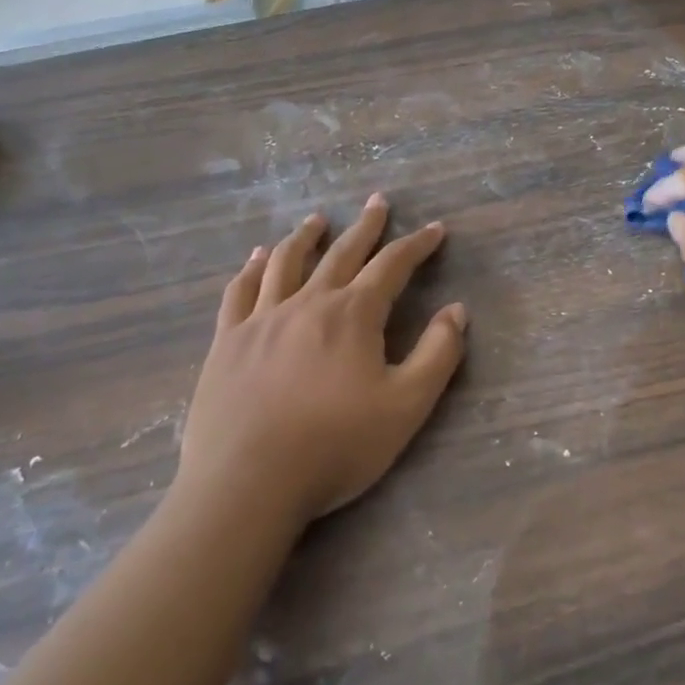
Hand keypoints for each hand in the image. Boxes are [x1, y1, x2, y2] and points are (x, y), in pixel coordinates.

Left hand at [178, 195, 468, 521]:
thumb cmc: (335, 445)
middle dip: (366, 226)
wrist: (247, 482)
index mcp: (353, 315)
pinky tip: (257, 258)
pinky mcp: (227, 341)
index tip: (435, 229)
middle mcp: (308, 303)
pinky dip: (252, 268)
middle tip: (378, 202)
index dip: (417, 245)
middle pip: (342, 253)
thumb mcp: (406, 406)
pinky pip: (241, 291)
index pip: (392, 266)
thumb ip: (438, 354)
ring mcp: (262, 319)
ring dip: (306, 236)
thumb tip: (457, 310)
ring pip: (287, 262)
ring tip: (317, 219)